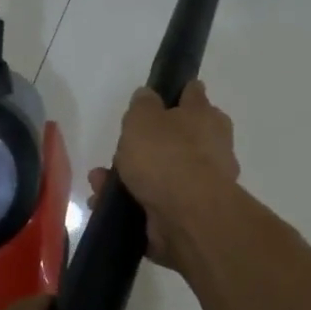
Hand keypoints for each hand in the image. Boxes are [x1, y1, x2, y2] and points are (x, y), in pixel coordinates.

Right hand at [91, 80, 240, 268]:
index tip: (160, 97)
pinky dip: (130, 204)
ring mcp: (201, 184)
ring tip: (99, 182)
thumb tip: (148, 96)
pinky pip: (154, 203)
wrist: (187, 215)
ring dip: (129, 177)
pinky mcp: (188, 215)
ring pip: (160, 173)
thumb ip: (143, 104)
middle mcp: (211, 148)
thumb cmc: (167, 155)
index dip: (177, 94)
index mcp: (206, 117)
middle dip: (143, 145)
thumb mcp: (144, 118)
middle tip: (119, 150)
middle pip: (175, 139)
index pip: (193, 96)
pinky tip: (104, 205)